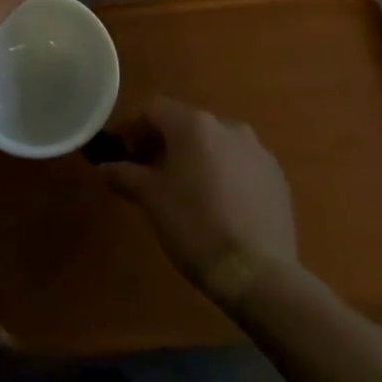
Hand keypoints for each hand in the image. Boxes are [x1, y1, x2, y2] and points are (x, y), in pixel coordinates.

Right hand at [97, 98, 297, 300]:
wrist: (258, 273)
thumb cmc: (195, 225)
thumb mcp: (151, 199)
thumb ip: (124, 175)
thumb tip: (105, 167)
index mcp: (194, 125)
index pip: (153, 109)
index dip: (131, 126)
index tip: (118, 150)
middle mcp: (228, 126)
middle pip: (185, 123)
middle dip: (162, 142)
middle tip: (145, 170)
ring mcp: (258, 151)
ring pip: (214, 143)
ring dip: (193, 156)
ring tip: (182, 188)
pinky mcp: (276, 177)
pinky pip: (239, 163)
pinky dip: (221, 173)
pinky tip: (215, 203)